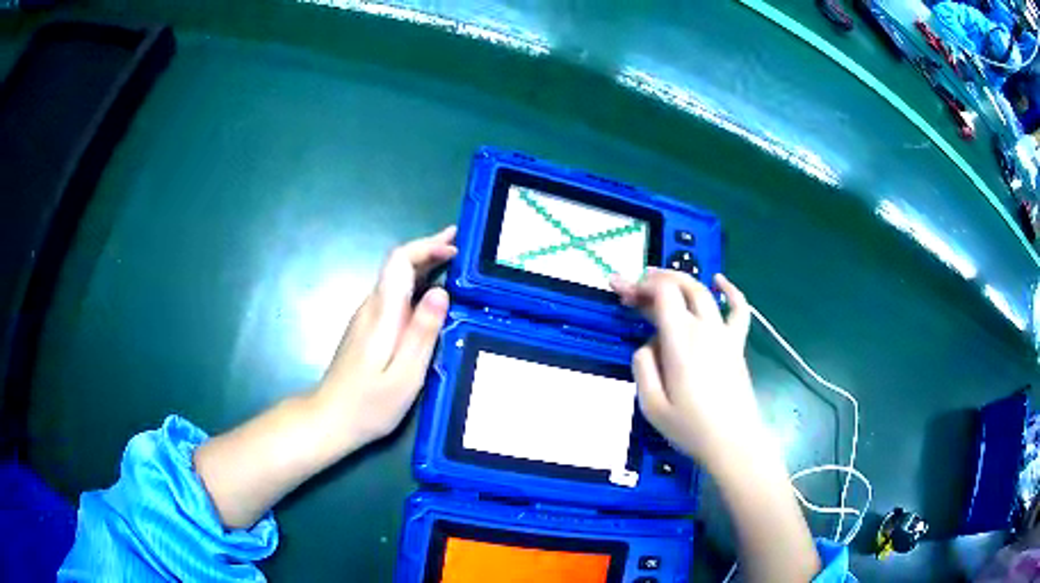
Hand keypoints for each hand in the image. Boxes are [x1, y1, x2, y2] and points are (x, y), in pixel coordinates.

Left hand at [316, 226, 456, 449]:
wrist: (329, 419)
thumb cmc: (369, 403)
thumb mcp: (405, 375)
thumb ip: (422, 333)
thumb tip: (442, 291)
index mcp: (382, 313)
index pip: (399, 261)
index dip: (427, 247)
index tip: (455, 247)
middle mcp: (372, 307)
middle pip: (398, 265)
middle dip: (430, 250)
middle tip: (462, 247)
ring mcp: (367, 318)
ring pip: (396, 280)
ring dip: (425, 266)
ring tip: (454, 265)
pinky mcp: (367, 330)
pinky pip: (395, 296)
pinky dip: (417, 286)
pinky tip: (432, 297)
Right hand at [611, 269, 763, 471]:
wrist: (733, 443)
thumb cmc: (690, 428)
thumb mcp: (651, 406)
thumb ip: (642, 367)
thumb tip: (647, 345)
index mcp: (680, 341)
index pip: (663, 293)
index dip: (641, 286)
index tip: (623, 294)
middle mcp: (704, 329)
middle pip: (681, 286)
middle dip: (655, 280)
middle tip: (635, 289)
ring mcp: (724, 334)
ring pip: (704, 292)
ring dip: (681, 280)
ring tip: (661, 279)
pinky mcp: (737, 344)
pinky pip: (738, 309)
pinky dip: (730, 290)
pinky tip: (720, 280)